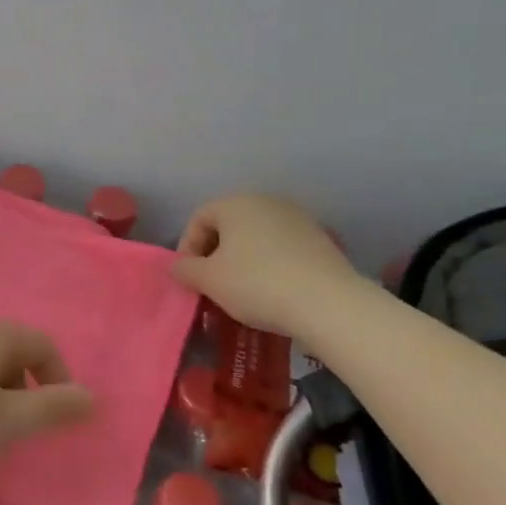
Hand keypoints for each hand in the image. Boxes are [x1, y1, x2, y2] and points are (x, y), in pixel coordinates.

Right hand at [173, 194, 363, 337]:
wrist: (327, 302)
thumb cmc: (256, 284)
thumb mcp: (209, 280)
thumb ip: (185, 269)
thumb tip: (178, 265)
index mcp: (236, 203)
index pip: (199, 218)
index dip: (187, 247)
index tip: (189, 276)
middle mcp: (267, 201)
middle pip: (229, 224)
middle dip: (215, 252)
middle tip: (211, 283)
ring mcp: (298, 218)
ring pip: (256, 236)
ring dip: (242, 259)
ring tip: (240, 289)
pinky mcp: (320, 238)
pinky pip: (282, 247)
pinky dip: (269, 263)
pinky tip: (271, 289)